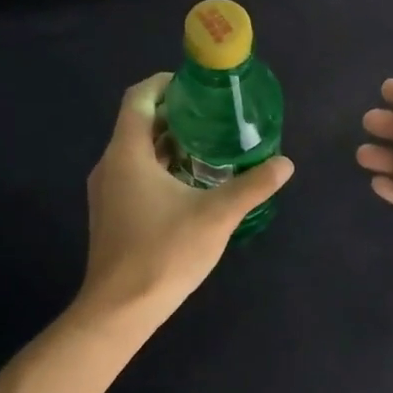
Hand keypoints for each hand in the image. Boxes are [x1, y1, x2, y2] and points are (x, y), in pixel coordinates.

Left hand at [80, 73, 293, 320]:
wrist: (120, 308)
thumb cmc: (164, 253)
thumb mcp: (216, 216)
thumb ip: (252, 186)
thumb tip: (285, 164)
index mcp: (128, 154)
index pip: (138, 98)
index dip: (165, 83)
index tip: (197, 85)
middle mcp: (110, 165)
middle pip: (139, 123)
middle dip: (176, 114)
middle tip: (216, 116)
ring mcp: (107, 191)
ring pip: (137, 151)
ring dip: (169, 143)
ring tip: (210, 146)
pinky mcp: (111, 213)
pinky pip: (134, 174)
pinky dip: (160, 167)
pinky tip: (191, 184)